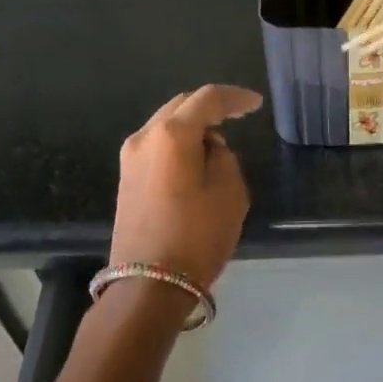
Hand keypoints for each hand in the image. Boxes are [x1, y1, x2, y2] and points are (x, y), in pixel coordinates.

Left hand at [109, 85, 261, 289]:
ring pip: (166, 125)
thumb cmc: (197, 236)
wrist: (149, 284)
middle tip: (238, 115)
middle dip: (210, 107)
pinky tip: (196, 158)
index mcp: (171, 134)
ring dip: (193, 126)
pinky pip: (157, 145)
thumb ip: (223, 157)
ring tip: (218, 141)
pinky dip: (179, 143)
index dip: (235, 98)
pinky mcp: (126, 178)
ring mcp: (130, 158)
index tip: (256, 104)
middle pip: (181, 106)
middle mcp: (144, 137)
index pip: (207, 99)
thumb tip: (209, 148)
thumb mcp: (229, 192)